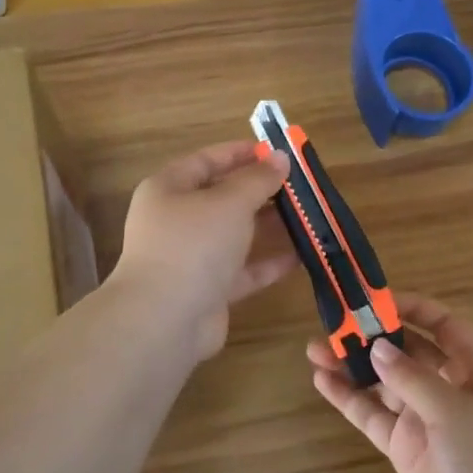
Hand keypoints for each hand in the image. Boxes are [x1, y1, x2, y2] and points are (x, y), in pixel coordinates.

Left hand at [112, 140, 298, 362]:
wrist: (164, 320)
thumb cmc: (193, 245)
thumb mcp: (230, 202)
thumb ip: (258, 179)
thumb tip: (280, 158)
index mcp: (169, 189)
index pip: (207, 160)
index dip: (241, 153)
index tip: (277, 152)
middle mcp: (177, 221)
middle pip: (223, 198)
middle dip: (261, 191)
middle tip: (300, 186)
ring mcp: (191, 258)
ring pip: (235, 235)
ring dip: (269, 226)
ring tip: (308, 217)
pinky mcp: (208, 290)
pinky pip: (243, 270)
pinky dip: (269, 263)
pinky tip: (302, 256)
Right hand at [311, 293, 472, 472]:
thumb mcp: (455, 410)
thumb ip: (412, 378)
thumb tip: (378, 346)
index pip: (444, 326)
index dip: (414, 309)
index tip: (377, 299)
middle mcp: (447, 389)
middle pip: (406, 352)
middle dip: (373, 336)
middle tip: (334, 323)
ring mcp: (424, 420)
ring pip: (382, 383)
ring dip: (352, 365)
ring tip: (315, 349)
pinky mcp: (405, 449)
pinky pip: (372, 416)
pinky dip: (348, 399)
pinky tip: (322, 381)